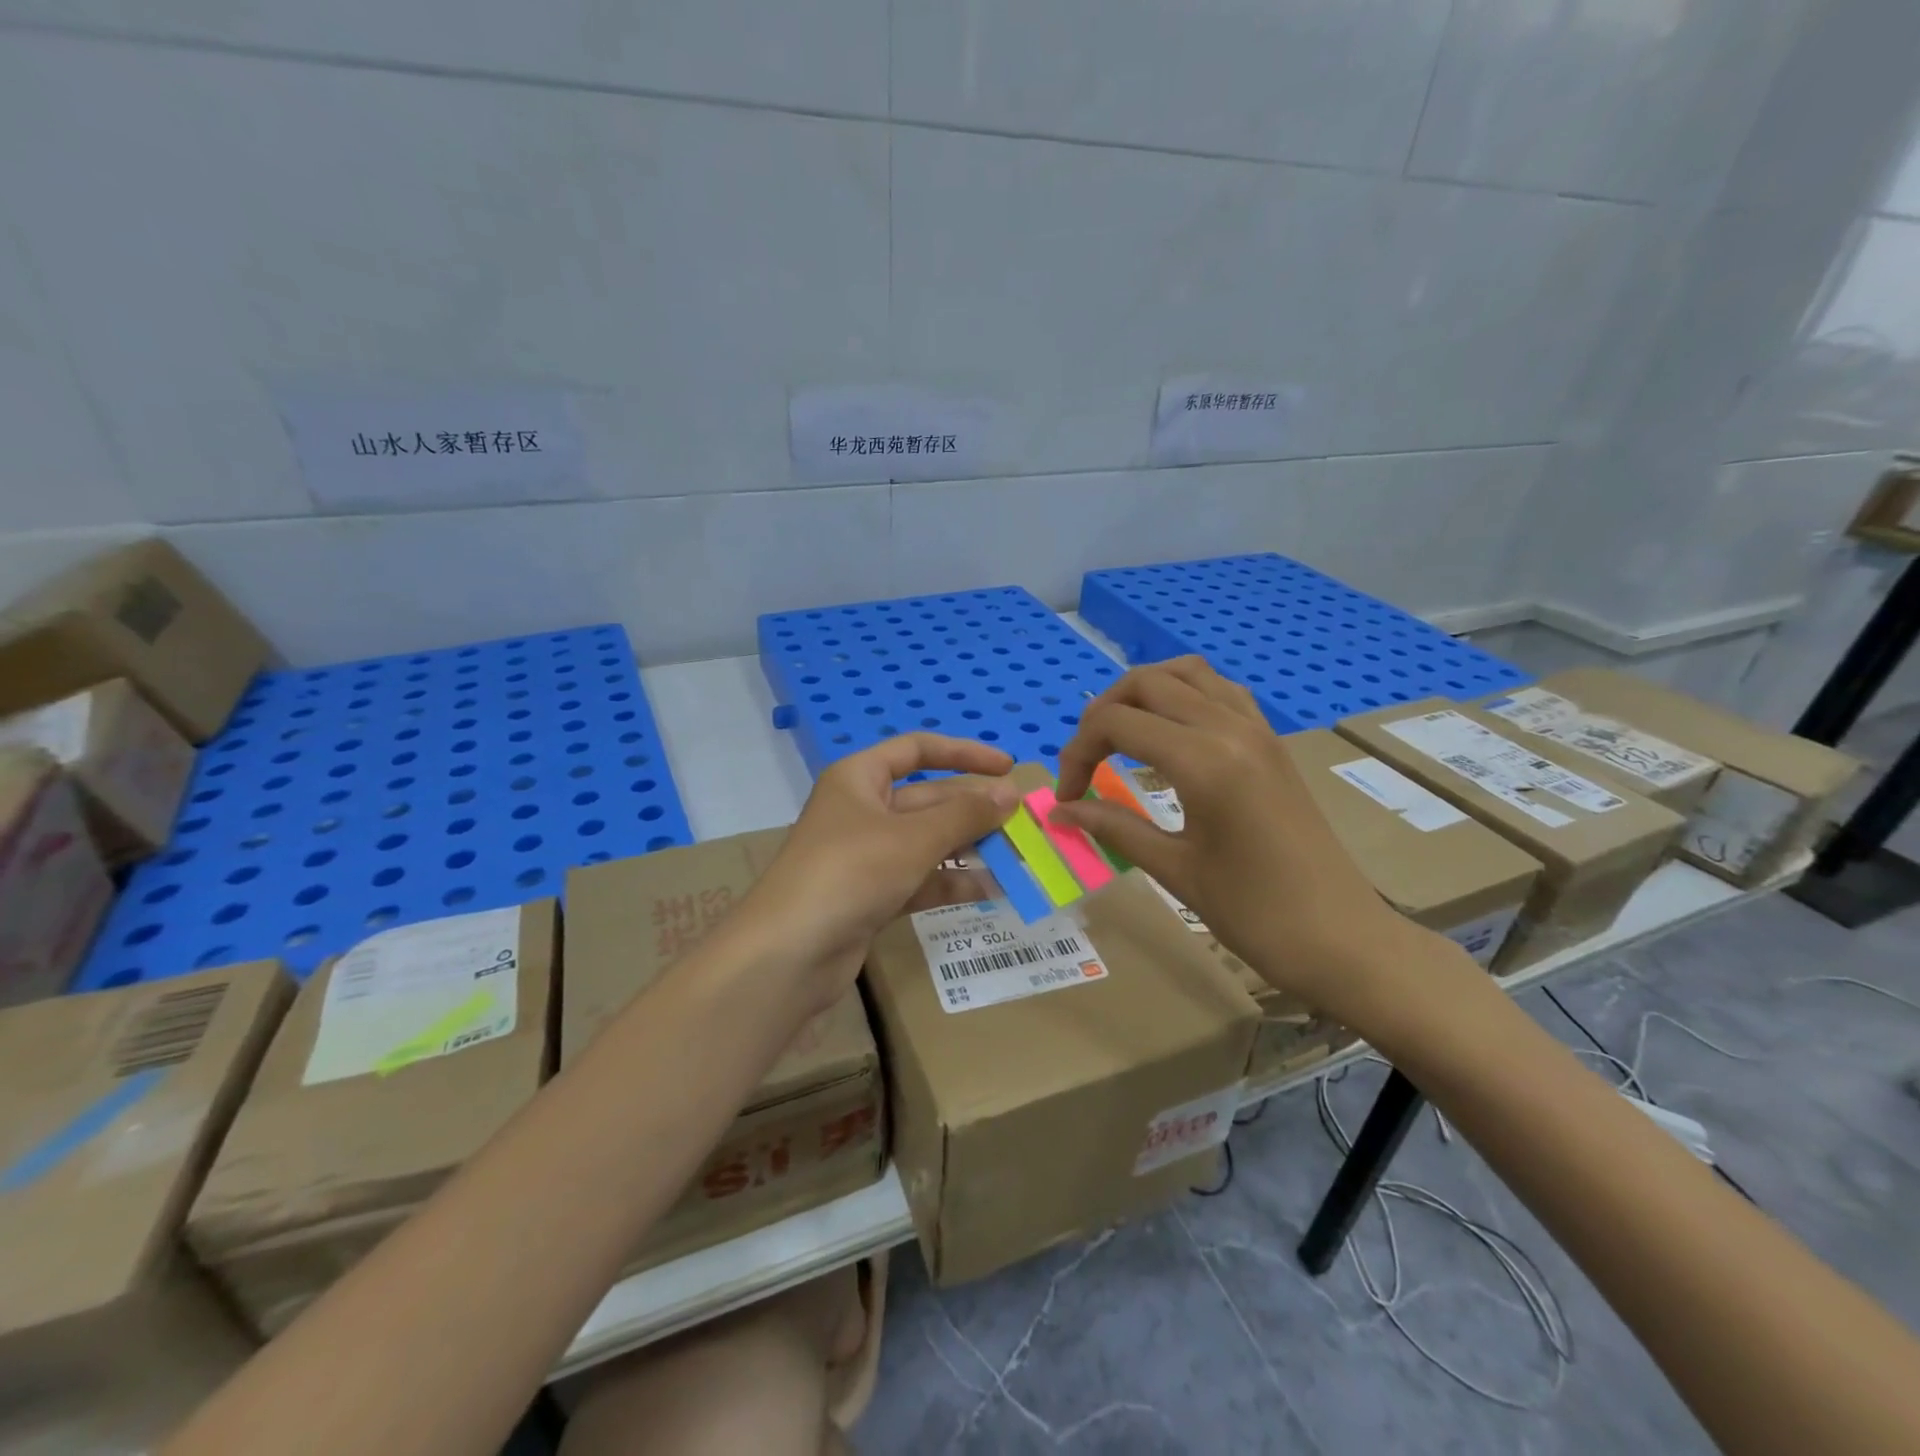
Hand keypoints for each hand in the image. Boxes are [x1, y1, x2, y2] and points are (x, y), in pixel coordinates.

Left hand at [745, 734, 1021, 1005]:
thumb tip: (1011, 794)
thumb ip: (966, 815)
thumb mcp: (913, 838)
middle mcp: (862, 810)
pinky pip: (919, 878)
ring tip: (1018, 858)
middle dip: (973, 810)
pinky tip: (991, 890)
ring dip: (969, 848)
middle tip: (1023, 823)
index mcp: (860, 778)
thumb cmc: (850, 872)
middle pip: (928, 799)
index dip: (964, 753)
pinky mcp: (870, 895)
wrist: (789, 953)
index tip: (1007, 768)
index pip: (917, 750)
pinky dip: (951, 882)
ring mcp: (865, 855)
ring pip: (927, 842)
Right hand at [1050, 658, 1438, 1027]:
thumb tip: (1057, 811)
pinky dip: (1183, 695)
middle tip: (1086, 762)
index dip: (1076, 753)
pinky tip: (1170, 734)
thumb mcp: (1175, 869)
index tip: (1068, 797)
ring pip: (1186, 673)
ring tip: (1121, 736)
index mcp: (1204, 761)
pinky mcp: (1271, 742)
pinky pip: (1220, 691)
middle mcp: (1230, 728)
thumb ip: (1112, 827)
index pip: (1116, 723)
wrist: (1342, 939)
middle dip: (1101, 714)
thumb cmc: (1255, 913)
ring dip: (1143, 693)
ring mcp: (1257, 729)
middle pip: (1146, 682)